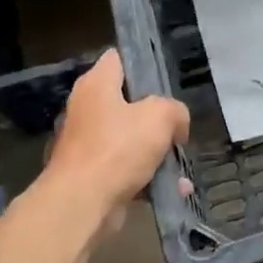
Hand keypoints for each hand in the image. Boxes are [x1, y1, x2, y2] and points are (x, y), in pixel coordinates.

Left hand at [41, 50, 189, 234]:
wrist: (81, 205)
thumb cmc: (118, 148)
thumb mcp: (160, 116)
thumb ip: (175, 111)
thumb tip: (176, 125)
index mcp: (96, 84)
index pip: (119, 58)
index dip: (143, 63)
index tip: (167, 78)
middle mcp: (88, 109)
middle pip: (128, 101)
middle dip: (157, 115)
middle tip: (178, 123)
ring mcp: (88, 143)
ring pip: (131, 138)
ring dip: (158, 151)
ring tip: (181, 162)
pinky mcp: (92, 174)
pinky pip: (128, 168)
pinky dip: (149, 176)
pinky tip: (174, 188)